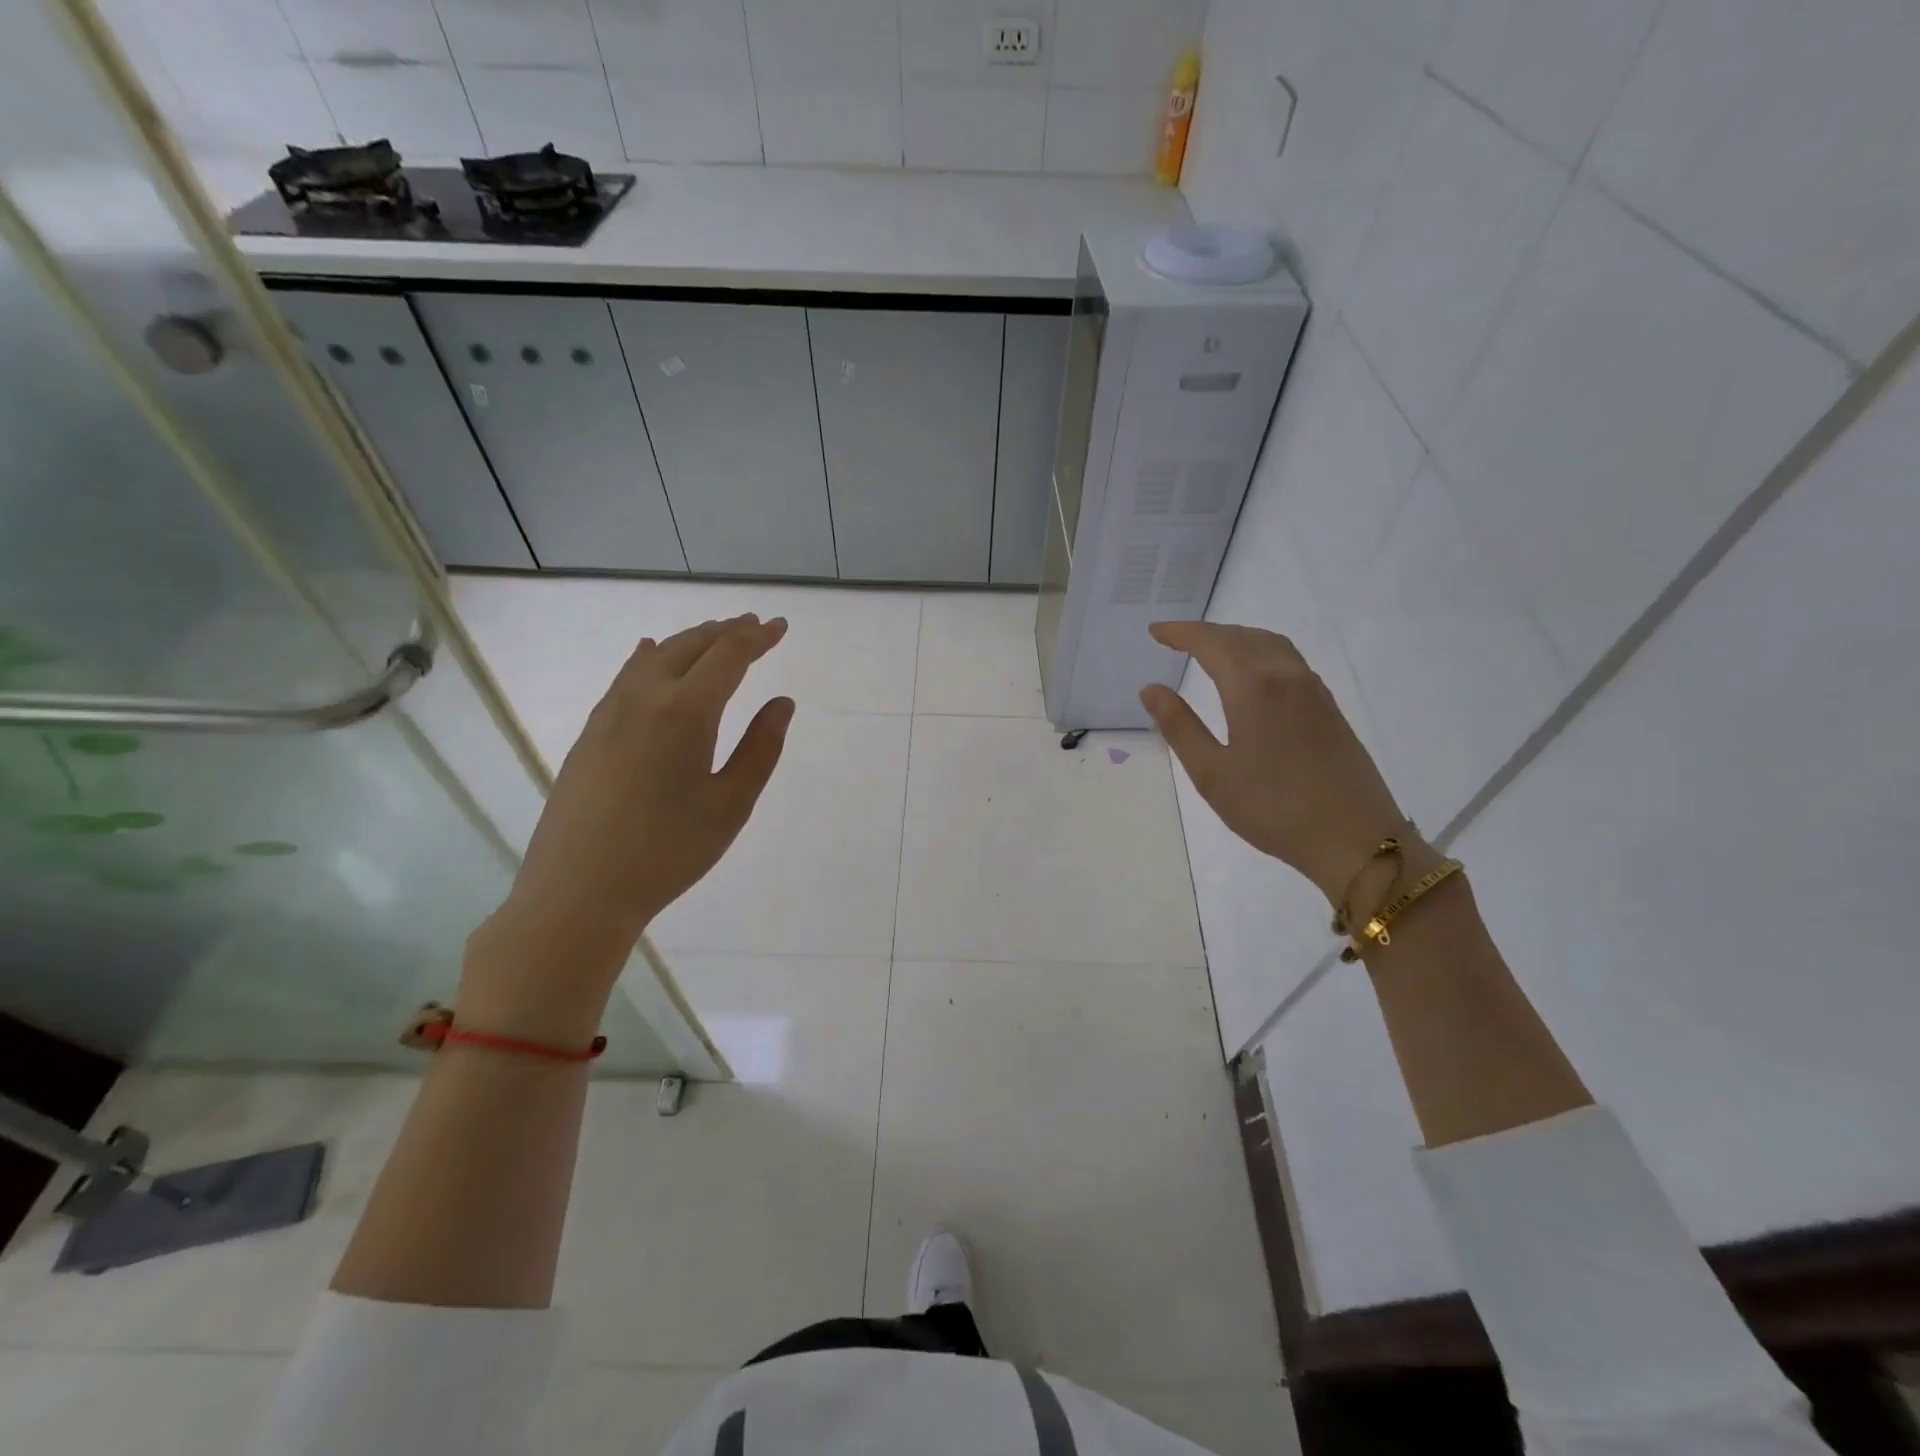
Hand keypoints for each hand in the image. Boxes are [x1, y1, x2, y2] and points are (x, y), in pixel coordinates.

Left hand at [462, 615, 793, 1033]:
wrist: (578, 891)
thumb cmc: (667, 852)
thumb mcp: (730, 805)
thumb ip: (760, 748)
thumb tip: (781, 703)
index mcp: (685, 712)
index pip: (728, 656)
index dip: (757, 638)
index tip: (780, 627)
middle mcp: (644, 698)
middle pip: (690, 646)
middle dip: (726, 631)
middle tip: (754, 624)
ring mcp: (610, 712)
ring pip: (655, 656)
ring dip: (690, 640)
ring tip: (715, 635)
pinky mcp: (590, 732)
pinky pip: (626, 675)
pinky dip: (651, 656)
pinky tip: (650, 654)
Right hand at [1140, 621, 1407, 902]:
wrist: (1355, 839)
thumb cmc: (1273, 808)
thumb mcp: (1212, 773)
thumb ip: (1180, 726)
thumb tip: (1151, 689)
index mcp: (1253, 687)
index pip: (1211, 643)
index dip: (1180, 633)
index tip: (1155, 631)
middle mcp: (1286, 676)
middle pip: (1242, 636)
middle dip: (1206, 633)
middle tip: (1175, 639)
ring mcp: (1313, 690)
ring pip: (1270, 644)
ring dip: (1236, 638)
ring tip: (1211, 649)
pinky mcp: (1329, 708)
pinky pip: (1289, 660)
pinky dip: (1260, 651)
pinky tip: (1253, 674)